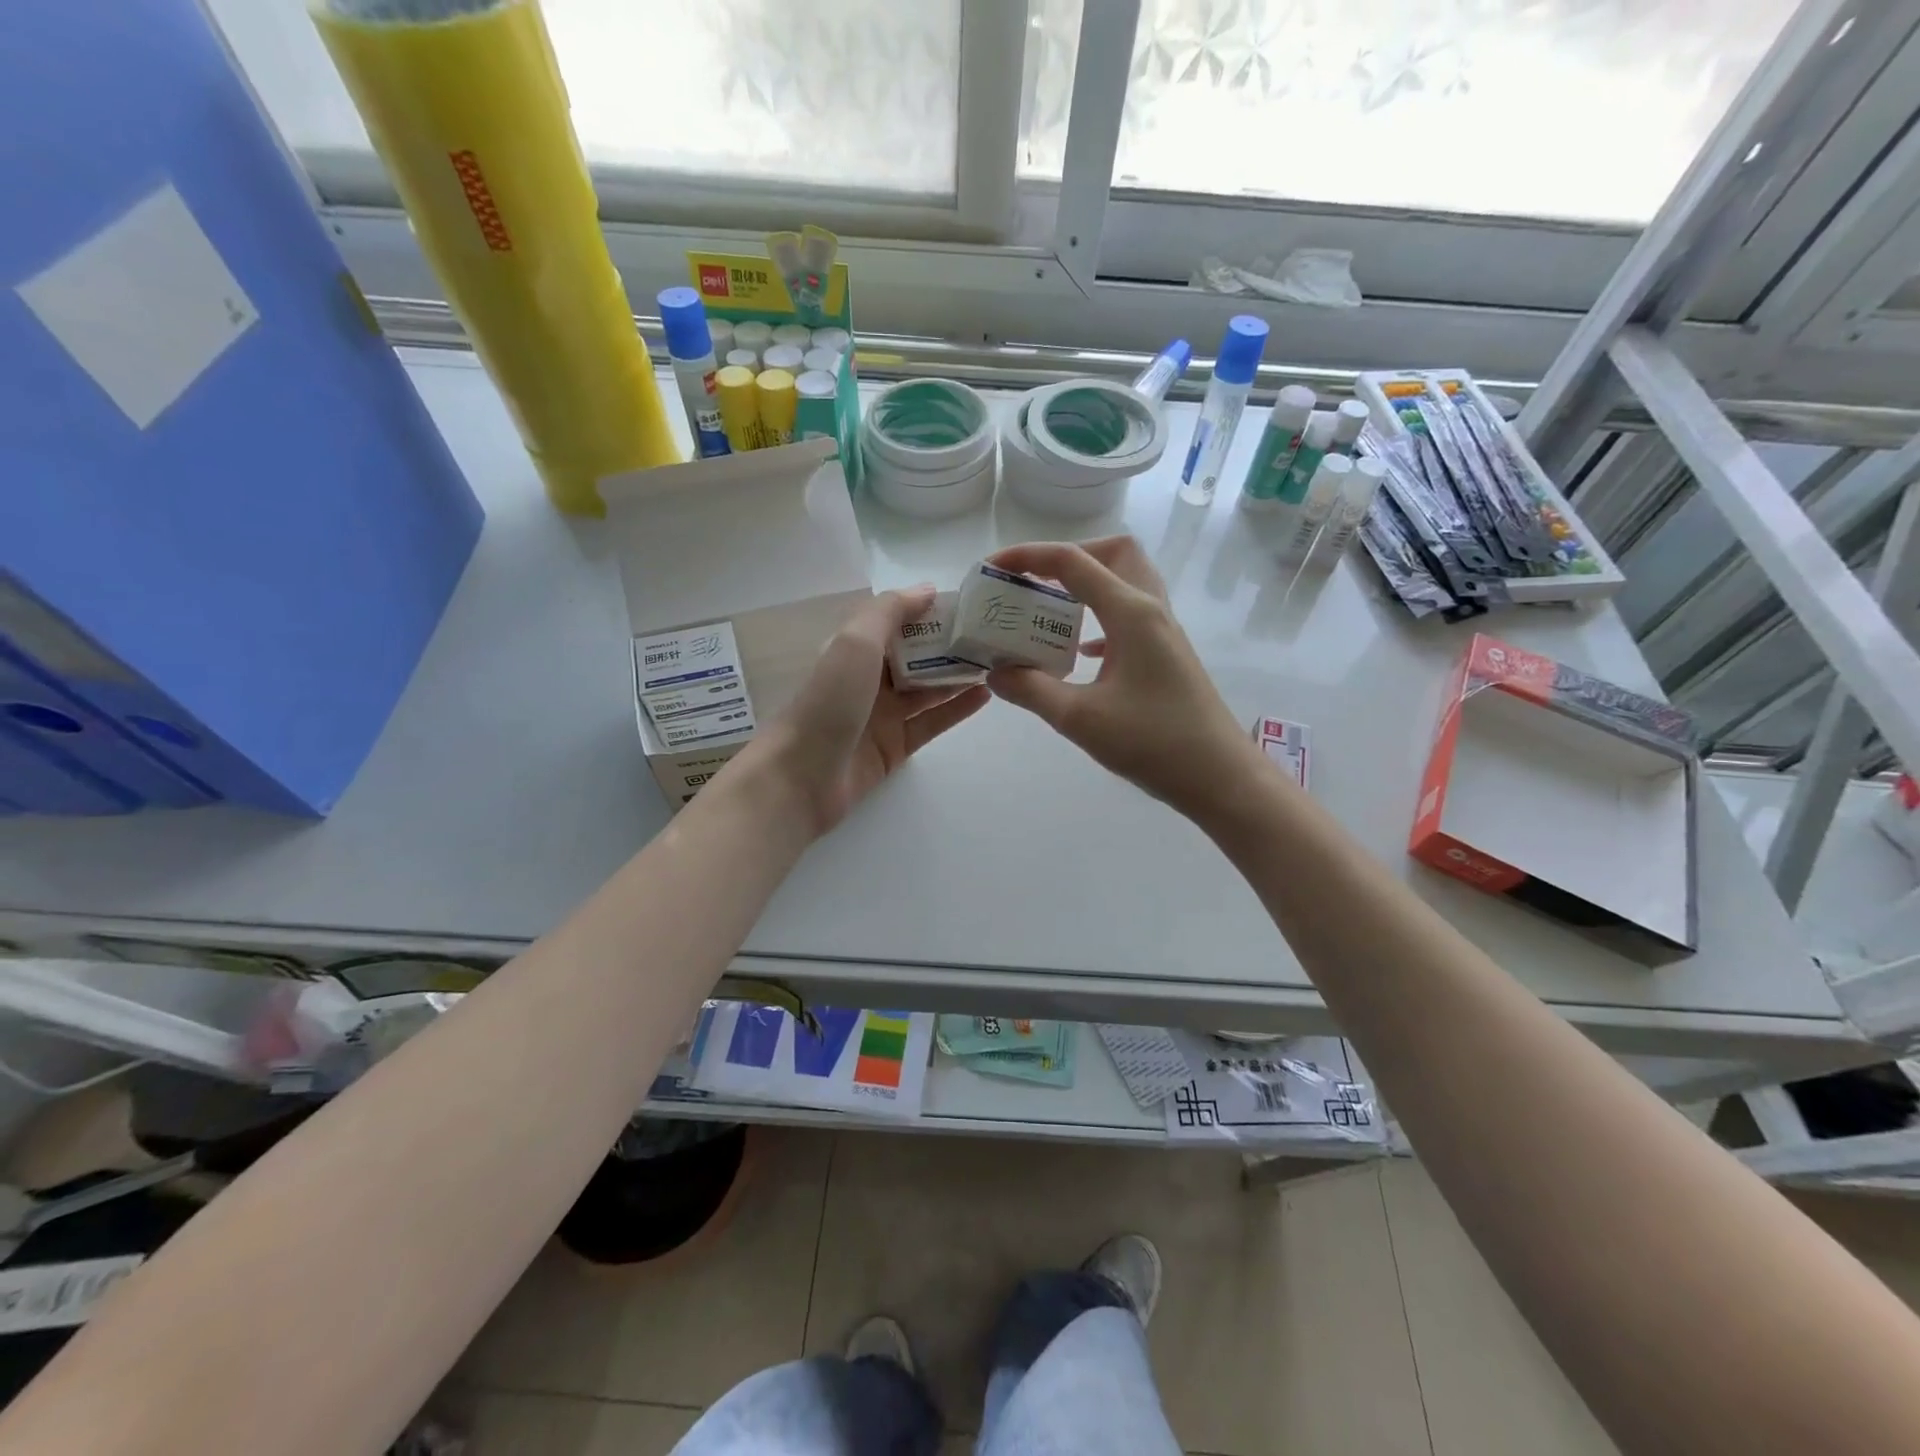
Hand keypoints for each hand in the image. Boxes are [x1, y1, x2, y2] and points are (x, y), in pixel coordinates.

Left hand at [750, 586, 989, 835]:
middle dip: (952, 645)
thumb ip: (891, 611)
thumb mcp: (855, 642)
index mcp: (853, 648)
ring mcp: (882, 715)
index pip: (898, 622)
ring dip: (959, 676)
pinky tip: (984, 696)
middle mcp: (868, 678)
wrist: (802, 777)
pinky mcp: (894, 747)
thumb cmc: (828, 700)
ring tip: (998, 663)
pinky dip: (956, 709)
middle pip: (917, 656)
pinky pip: (931, 722)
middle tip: (995, 635)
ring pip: (928, 689)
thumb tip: (928, 590)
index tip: (971, 605)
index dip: (931, 612)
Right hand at [984, 536, 1264, 820]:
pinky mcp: (1166, 655)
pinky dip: (1099, 619)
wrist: (1219, 776)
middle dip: (1068, 557)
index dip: (1028, 556)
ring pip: (1125, 582)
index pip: (1073, 562)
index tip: (992, 568)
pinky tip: (1080, 652)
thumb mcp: (1080, 718)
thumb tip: (995, 672)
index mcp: (1131, 613)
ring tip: (1050, 613)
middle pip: (1112, 553)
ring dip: (1086, 586)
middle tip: (1034, 584)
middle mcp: (1151, 610)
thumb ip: (1032, 690)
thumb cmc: (1153, 742)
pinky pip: (1130, 616)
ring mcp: (1163, 632)